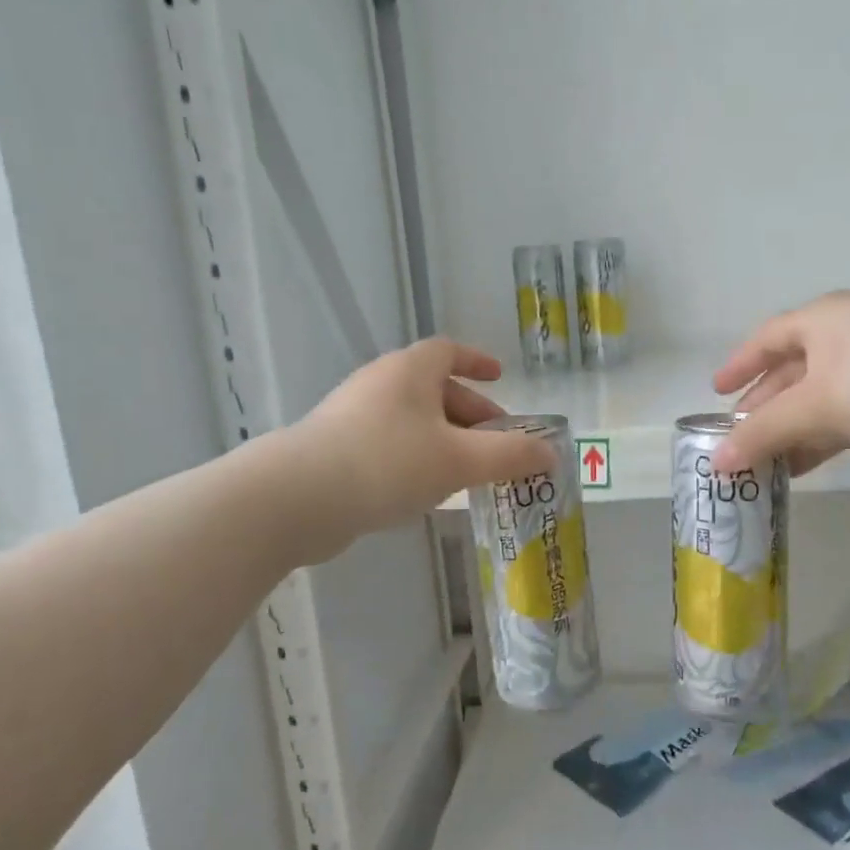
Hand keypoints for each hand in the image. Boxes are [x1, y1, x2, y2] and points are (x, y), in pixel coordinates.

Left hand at [292, 338, 553, 552]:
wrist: (298, 498)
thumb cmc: (388, 463)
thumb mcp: (460, 460)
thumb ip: (510, 456)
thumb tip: (551, 453)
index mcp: (409, 371)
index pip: (448, 351)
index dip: (478, 362)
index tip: (501, 378)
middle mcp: (379, 384)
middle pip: (433, 388)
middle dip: (470, 413)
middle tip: (497, 443)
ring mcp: (352, 416)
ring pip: (412, 419)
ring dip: (444, 438)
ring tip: (468, 471)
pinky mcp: (336, 449)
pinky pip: (390, 443)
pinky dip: (417, 457)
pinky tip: (426, 490)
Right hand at [711, 291, 849, 474]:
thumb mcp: (815, 405)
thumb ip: (762, 433)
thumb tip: (715, 462)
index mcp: (823, 320)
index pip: (767, 339)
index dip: (740, 364)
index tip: (716, 392)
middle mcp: (845, 338)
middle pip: (790, 373)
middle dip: (762, 408)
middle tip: (735, 440)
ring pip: (816, 401)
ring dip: (789, 432)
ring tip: (759, 465)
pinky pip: (843, 420)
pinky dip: (819, 442)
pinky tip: (799, 469)